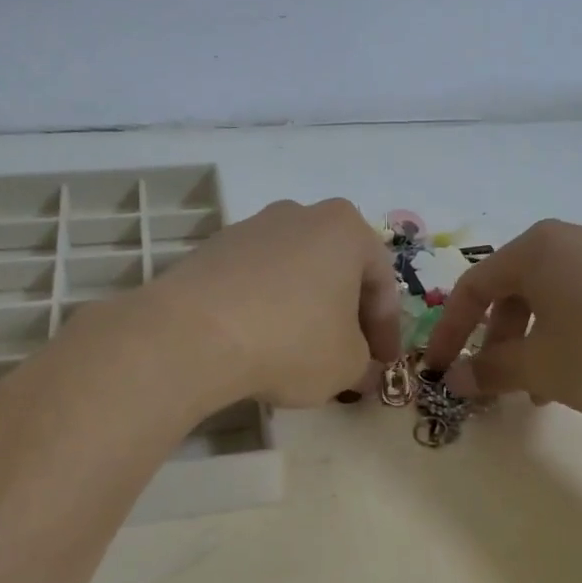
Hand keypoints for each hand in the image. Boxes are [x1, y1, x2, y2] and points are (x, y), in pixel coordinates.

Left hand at [146, 198, 400, 407]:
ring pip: (295, 274)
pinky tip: (260, 343)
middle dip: (346, 315)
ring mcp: (251, 228)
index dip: (387, 330)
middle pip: (337, 271)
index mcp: (346, 229)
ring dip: (306, 310)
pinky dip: (267, 309)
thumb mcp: (347, 365)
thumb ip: (364, 363)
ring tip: (301, 353)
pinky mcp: (212, 250)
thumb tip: (360, 368)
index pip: (382, 284)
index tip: (384, 364)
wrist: (193, 334)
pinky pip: (256, 282)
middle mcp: (300, 215)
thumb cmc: (292, 341)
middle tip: (349, 356)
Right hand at [423, 219, 581, 416]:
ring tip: (548, 388)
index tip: (438, 369)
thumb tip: (453, 378)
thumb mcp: (542, 367)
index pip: (473, 287)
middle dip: (499, 339)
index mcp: (537, 250)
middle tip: (499, 380)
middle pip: (516, 289)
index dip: (449, 332)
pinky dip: (577, 333)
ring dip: (539, 341)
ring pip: (557, 297)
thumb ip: (490, 370)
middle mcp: (574, 239)